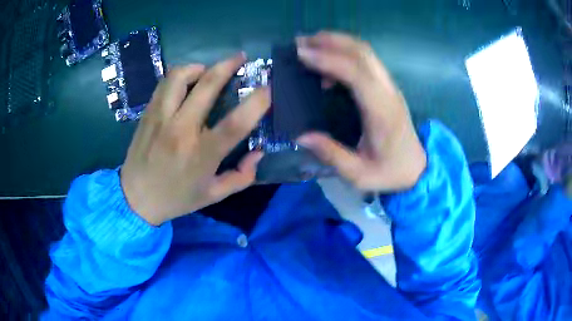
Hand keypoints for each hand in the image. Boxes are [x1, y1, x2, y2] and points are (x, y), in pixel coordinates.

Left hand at [120, 53, 269, 225]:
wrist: (135, 198)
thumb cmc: (176, 198)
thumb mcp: (213, 195)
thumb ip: (241, 177)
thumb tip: (258, 152)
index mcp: (201, 154)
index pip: (235, 123)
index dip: (256, 102)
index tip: (268, 88)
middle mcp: (181, 130)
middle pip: (207, 85)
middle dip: (229, 65)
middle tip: (241, 58)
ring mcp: (160, 118)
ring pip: (180, 75)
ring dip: (200, 66)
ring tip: (208, 70)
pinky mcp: (148, 113)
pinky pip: (164, 83)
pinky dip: (180, 75)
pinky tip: (186, 81)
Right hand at [296, 32, 425, 191]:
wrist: (417, 167)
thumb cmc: (390, 171)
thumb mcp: (359, 174)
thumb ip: (331, 155)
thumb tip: (301, 136)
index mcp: (382, 113)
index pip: (357, 74)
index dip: (329, 60)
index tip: (301, 54)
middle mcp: (388, 92)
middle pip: (363, 53)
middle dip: (330, 41)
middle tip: (301, 42)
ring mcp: (390, 86)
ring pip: (366, 52)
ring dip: (337, 42)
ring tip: (310, 44)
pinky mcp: (387, 87)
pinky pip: (366, 60)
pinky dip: (345, 53)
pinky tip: (328, 62)